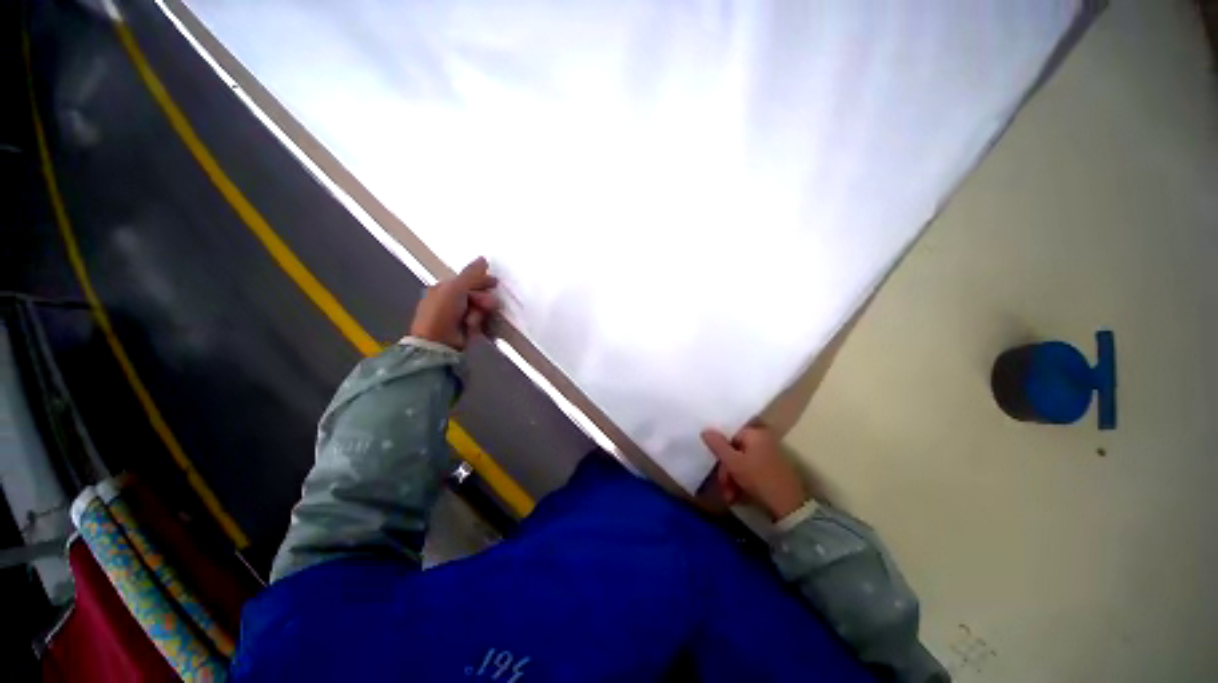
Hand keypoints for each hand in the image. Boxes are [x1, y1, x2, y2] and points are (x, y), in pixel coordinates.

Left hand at [410, 257, 499, 349]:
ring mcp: (458, 316)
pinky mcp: (465, 329)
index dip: (481, 280)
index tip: (495, 283)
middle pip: (475, 294)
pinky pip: (479, 321)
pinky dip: (479, 323)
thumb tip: (483, 258)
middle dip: (483, 298)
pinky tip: (474, 326)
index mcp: (444, 288)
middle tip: (489, 304)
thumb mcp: (456, 288)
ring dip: (480, 312)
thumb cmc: (443, 311)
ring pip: (479, 308)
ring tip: (475, 319)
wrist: (438, 342)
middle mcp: (450, 301)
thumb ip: (471, 274)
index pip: (467, 281)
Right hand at [701, 424, 808, 520]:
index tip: (714, 465)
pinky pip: (750, 470)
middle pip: (734, 450)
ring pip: (740, 463)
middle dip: (726, 471)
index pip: (729, 435)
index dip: (720, 450)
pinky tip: (737, 496)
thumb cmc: (759, 478)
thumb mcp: (733, 462)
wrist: (790, 507)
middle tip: (723, 487)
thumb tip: (705, 430)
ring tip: (730, 497)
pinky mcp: (771, 469)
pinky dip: (742, 482)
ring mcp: (768, 455)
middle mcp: (763, 440)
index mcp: (755, 433)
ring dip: (731, 480)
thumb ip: (717, 445)